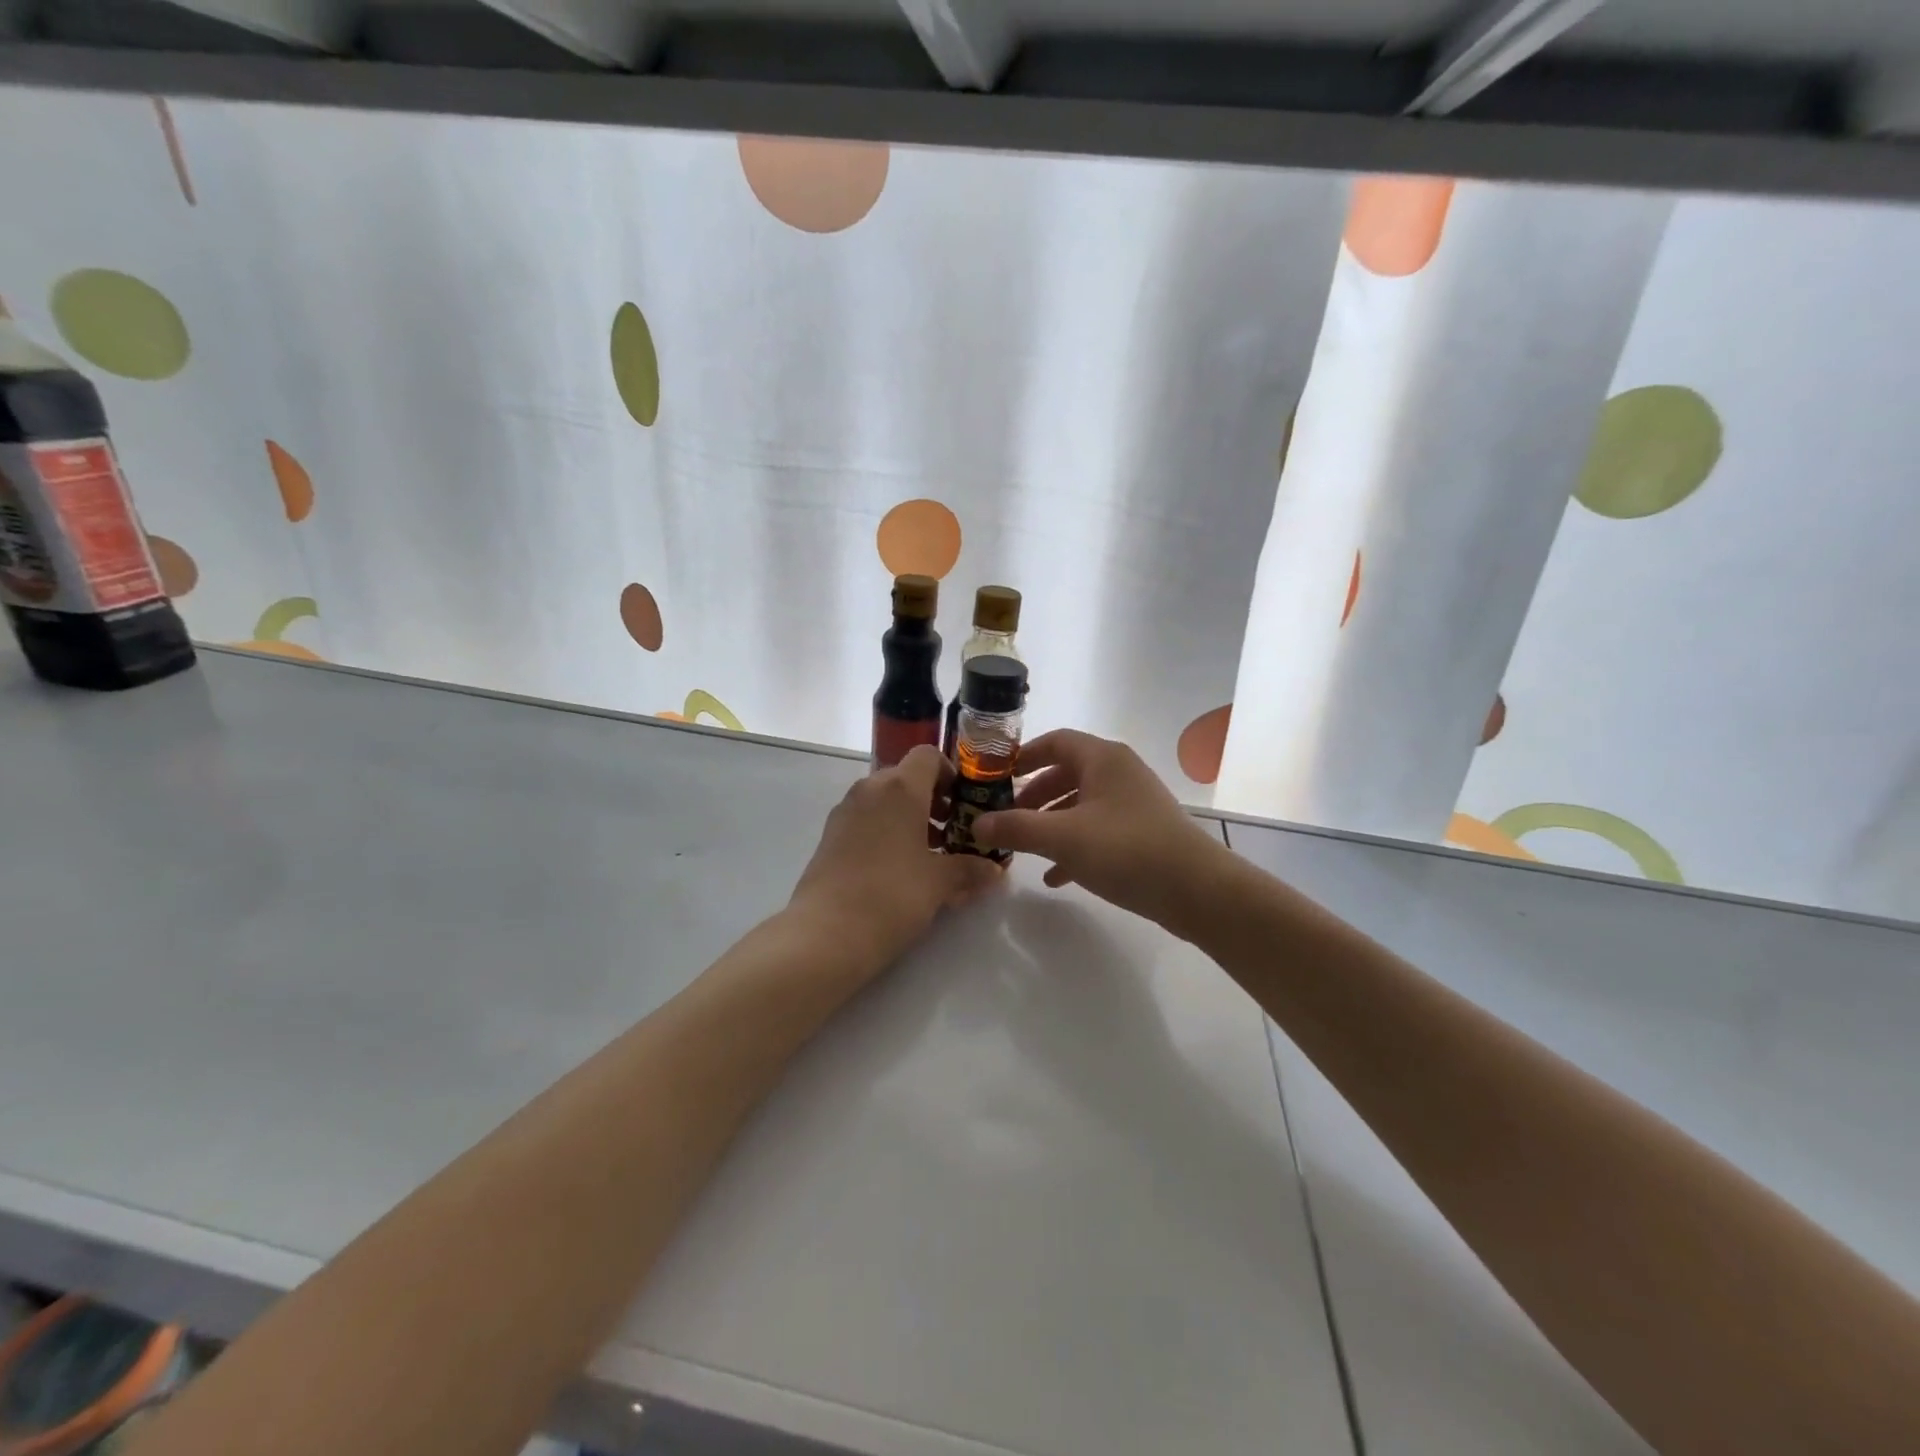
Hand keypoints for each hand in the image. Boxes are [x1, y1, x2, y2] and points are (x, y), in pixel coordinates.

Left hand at [789, 745, 1002, 972]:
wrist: (826, 933)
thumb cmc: (892, 895)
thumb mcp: (940, 883)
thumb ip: (970, 869)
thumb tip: (994, 869)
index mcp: (900, 788)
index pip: (928, 756)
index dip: (950, 773)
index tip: (964, 804)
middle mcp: (870, 789)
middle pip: (906, 778)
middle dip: (932, 800)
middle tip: (952, 833)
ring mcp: (845, 812)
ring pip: (885, 801)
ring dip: (910, 818)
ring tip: (929, 856)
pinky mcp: (830, 836)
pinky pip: (866, 821)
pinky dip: (887, 833)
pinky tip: (900, 870)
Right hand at [971, 730, 1228, 930]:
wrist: (1197, 891)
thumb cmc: (1126, 850)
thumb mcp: (1062, 837)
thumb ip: (1016, 828)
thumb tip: (976, 824)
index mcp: (1103, 759)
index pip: (1055, 741)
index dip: (1022, 756)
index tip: (994, 778)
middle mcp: (1119, 773)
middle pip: (1065, 774)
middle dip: (1032, 796)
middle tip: (1005, 818)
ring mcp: (1133, 804)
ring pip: (1080, 805)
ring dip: (1050, 823)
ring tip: (1023, 848)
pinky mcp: (1142, 834)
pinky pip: (1098, 831)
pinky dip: (1073, 846)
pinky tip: (1055, 876)